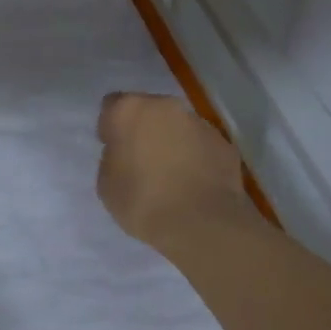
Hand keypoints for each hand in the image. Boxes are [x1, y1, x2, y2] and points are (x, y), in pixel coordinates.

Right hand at [97, 92, 249, 252]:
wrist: (203, 224)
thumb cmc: (143, 201)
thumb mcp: (106, 184)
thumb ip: (112, 159)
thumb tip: (125, 154)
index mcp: (129, 109)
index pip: (112, 106)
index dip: (111, 127)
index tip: (114, 150)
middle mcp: (164, 105)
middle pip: (148, 111)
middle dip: (144, 129)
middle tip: (142, 161)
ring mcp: (198, 122)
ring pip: (178, 126)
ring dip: (172, 141)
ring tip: (173, 176)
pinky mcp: (224, 143)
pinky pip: (201, 145)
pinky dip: (196, 157)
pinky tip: (195, 184)